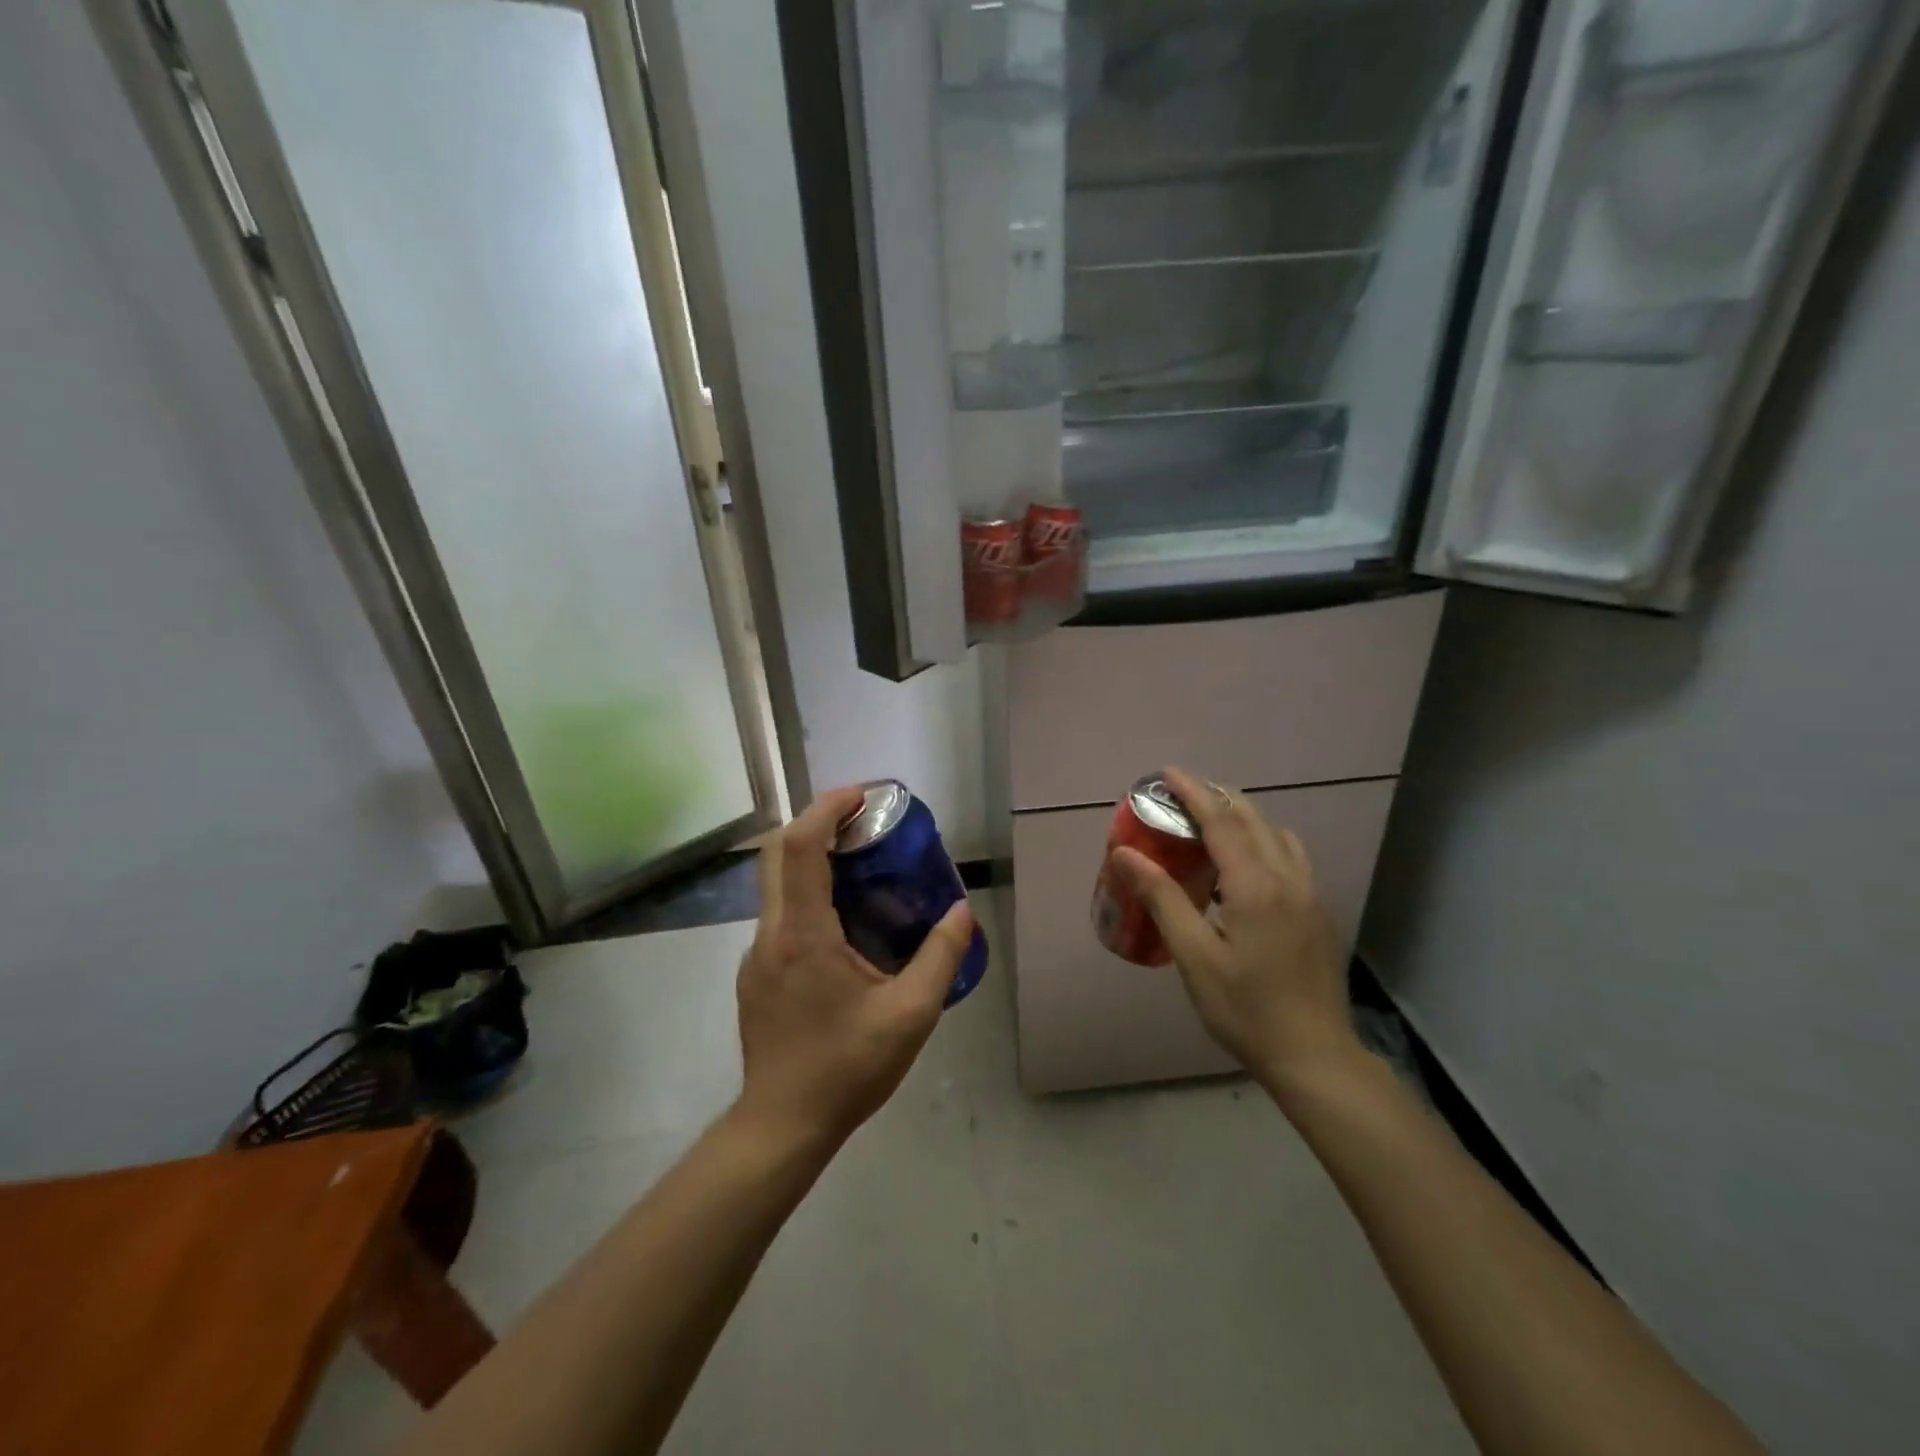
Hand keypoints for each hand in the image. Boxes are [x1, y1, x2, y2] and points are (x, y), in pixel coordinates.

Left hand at [735, 786, 974, 1152]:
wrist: (782, 1125)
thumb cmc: (846, 1068)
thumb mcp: (910, 1015)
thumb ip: (940, 957)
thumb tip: (962, 912)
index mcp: (803, 933)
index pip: (799, 846)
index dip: (827, 809)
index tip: (861, 796)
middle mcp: (771, 933)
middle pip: (777, 852)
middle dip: (817, 823)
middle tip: (863, 823)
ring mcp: (756, 954)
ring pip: (775, 884)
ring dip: (812, 859)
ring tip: (861, 868)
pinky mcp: (756, 974)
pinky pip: (780, 914)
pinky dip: (808, 894)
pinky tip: (844, 926)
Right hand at [1111, 766, 1359, 1087]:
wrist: (1315, 1056)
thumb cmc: (1246, 1009)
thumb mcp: (1195, 957)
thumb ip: (1162, 899)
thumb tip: (1126, 853)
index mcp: (1255, 886)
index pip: (1220, 821)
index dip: (1192, 792)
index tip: (1166, 773)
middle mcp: (1287, 878)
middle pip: (1251, 818)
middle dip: (1216, 797)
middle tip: (1181, 795)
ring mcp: (1310, 893)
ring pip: (1275, 834)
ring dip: (1242, 817)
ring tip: (1209, 824)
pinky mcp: (1318, 911)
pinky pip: (1290, 856)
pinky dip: (1263, 841)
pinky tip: (1245, 867)